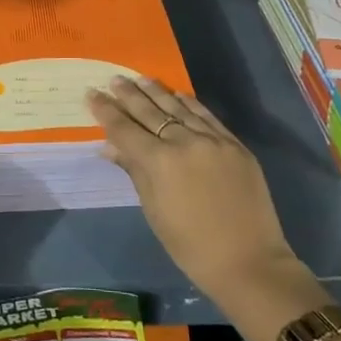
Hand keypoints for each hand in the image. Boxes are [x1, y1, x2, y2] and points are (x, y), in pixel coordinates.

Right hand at [89, 77, 310, 309]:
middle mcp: (184, 142)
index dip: (106, 111)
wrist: (249, 262)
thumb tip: (109, 147)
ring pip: (178, 108)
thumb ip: (134, 171)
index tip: (92, 94)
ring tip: (140, 79)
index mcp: (159, 162)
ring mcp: (213, 140)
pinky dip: (189, 104)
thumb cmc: (191, 246)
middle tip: (114, 79)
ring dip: (157, 92)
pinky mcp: (235, 144)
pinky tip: (178, 95)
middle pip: (150, 112)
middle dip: (129, 95)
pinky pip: (206, 116)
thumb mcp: (154, 210)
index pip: (125, 129)